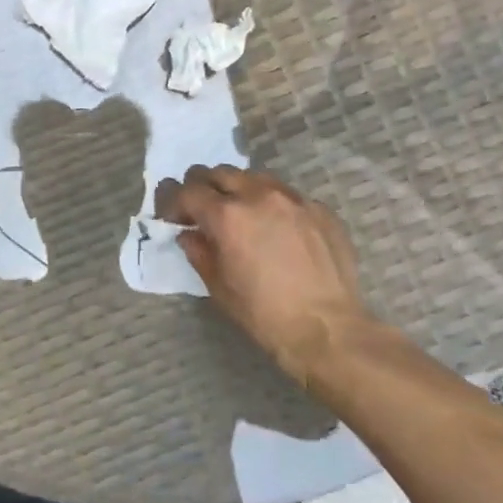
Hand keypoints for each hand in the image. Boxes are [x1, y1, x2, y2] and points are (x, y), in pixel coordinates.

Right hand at [161, 166, 376, 387]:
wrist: (329, 330)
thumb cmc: (264, 314)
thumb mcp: (219, 287)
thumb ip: (199, 252)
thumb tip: (189, 234)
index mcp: (227, 215)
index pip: (188, 191)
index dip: (174, 202)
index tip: (174, 217)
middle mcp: (258, 195)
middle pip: (219, 172)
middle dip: (204, 187)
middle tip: (203, 210)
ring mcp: (293, 198)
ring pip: (254, 177)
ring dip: (239, 190)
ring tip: (242, 214)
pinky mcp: (320, 208)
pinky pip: (287, 195)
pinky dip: (273, 205)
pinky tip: (279, 230)